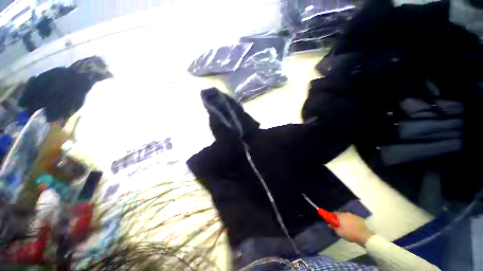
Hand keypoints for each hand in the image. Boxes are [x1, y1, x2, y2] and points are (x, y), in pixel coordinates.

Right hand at [329, 212, 373, 246]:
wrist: (365, 236)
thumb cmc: (350, 234)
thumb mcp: (339, 232)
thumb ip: (333, 227)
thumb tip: (329, 224)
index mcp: (340, 215)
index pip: (333, 213)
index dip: (331, 217)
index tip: (331, 221)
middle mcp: (346, 213)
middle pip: (340, 214)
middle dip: (339, 218)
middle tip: (339, 225)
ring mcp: (353, 215)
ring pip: (346, 216)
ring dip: (345, 219)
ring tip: (346, 226)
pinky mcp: (359, 218)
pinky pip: (352, 218)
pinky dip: (351, 221)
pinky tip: (353, 227)